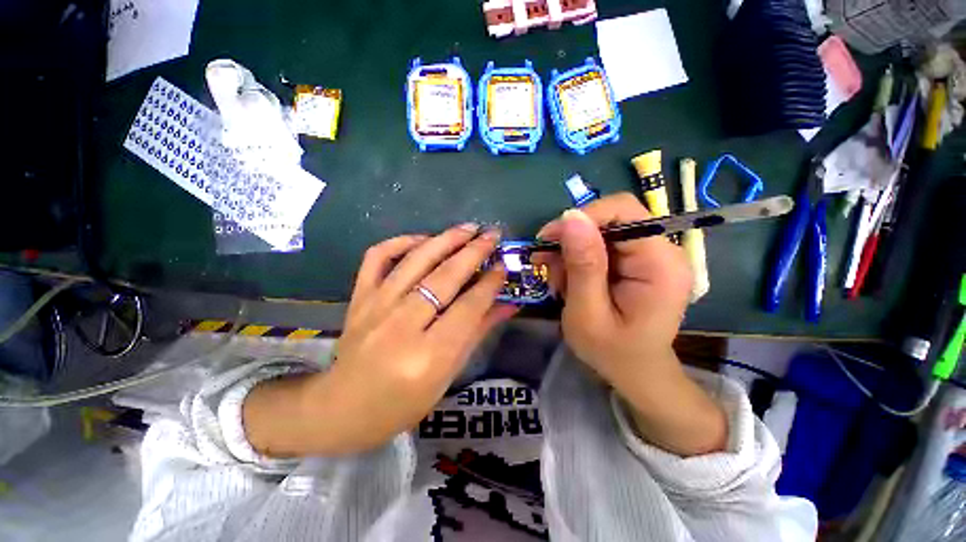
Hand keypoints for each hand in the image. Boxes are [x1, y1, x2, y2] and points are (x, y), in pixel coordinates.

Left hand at [244, 225, 516, 456]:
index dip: (490, 284)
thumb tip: (508, 305)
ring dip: (446, 240)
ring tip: (468, 228)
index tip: (503, 266)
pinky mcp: (359, 297)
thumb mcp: (448, 375)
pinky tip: (423, 239)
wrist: (341, 408)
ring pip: (416, 261)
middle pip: (445, 278)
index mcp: (428, 356)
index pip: (468, 308)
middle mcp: (401, 325)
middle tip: (492, 235)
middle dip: (474, 252)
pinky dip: (401, 241)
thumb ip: (478, 333)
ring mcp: (376, 306)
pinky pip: (378, 257)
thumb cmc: (402, 403)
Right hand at [536, 193, 726, 455]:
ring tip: (558, 281)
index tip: (548, 240)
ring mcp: (651, 254)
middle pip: (610, 219)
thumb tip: (570, 217)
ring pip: (600, 231)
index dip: (582, 218)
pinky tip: (569, 280)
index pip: (623, 211)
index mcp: (660, 264)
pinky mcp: (638, 261)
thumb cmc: (612, 352)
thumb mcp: (588, 314)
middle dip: (571, 239)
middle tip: (547, 266)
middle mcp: (663, 251)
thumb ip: (582, 266)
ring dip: (571, 252)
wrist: (636, 371)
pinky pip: (601, 245)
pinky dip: (578, 259)